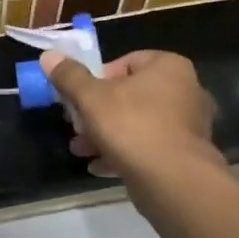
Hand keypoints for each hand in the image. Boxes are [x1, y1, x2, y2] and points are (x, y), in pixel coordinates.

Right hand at [39, 49, 218, 179]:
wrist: (173, 181)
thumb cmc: (132, 126)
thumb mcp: (90, 97)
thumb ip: (69, 76)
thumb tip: (49, 56)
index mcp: (169, 67)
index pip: (127, 61)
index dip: (98, 77)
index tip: (80, 96)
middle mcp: (186, 91)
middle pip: (130, 95)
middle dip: (97, 111)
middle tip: (76, 125)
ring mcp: (188, 126)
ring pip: (137, 123)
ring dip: (106, 135)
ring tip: (80, 149)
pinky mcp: (186, 156)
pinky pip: (149, 148)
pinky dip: (124, 154)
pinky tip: (99, 167)